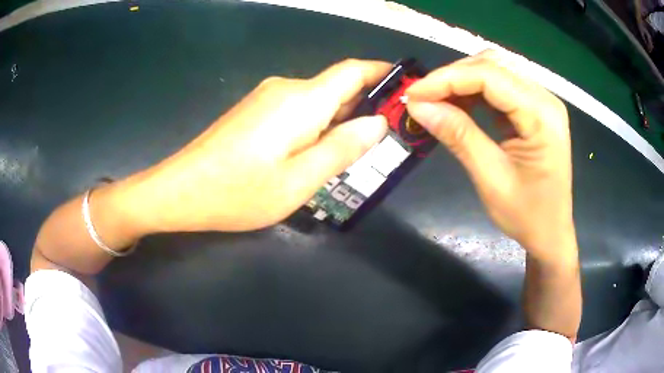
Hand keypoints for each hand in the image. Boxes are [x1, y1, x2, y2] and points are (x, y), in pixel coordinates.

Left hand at [128, 59, 389, 232]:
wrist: (181, 191)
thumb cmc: (239, 191)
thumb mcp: (300, 180)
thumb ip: (343, 148)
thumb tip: (378, 122)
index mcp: (302, 100)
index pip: (353, 71)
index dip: (383, 73)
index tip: (406, 88)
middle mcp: (286, 88)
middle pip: (337, 88)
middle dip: (365, 107)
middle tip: (388, 140)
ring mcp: (267, 98)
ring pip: (318, 102)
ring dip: (340, 122)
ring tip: (353, 156)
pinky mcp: (255, 111)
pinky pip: (298, 112)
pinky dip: (317, 127)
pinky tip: (315, 155)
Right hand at [406, 51, 576, 261]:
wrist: (550, 233)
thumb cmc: (527, 215)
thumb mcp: (491, 179)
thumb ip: (458, 136)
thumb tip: (418, 106)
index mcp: (542, 115)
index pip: (490, 76)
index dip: (447, 79)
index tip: (413, 95)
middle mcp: (545, 98)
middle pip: (493, 65)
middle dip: (453, 76)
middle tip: (423, 97)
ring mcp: (541, 102)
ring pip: (495, 70)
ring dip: (462, 81)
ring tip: (437, 100)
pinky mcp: (535, 109)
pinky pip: (501, 87)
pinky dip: (475, 91)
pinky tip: (459, 105)